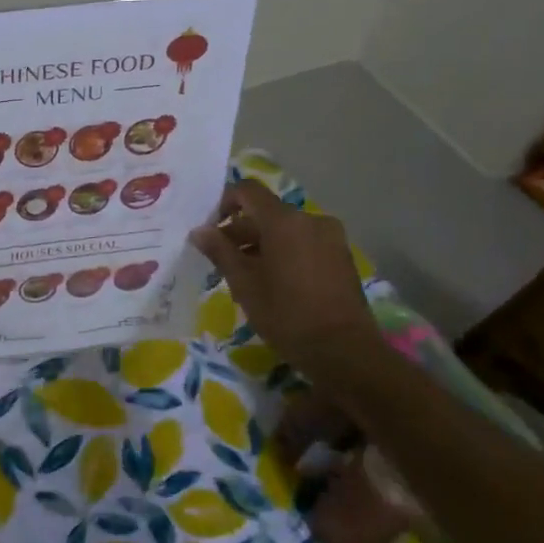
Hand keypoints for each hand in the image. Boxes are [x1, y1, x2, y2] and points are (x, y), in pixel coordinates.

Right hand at [189, 180, 377, 367]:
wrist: (344, 351)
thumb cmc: (286, 315)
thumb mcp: (244, 284)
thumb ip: (220, 251)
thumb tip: (199, 231)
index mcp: (284, 221)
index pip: (248, 191)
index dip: (224, 202)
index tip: (211, 230)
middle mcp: (310, 220)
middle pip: (267, 213)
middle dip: (241, 231)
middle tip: (222, 261)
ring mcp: (330, 238)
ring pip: (286, 230)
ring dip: (262, 244)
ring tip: (247, 276)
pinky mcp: (341, 257)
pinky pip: (304, 243)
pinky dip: (285, 252)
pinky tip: (275, 283)